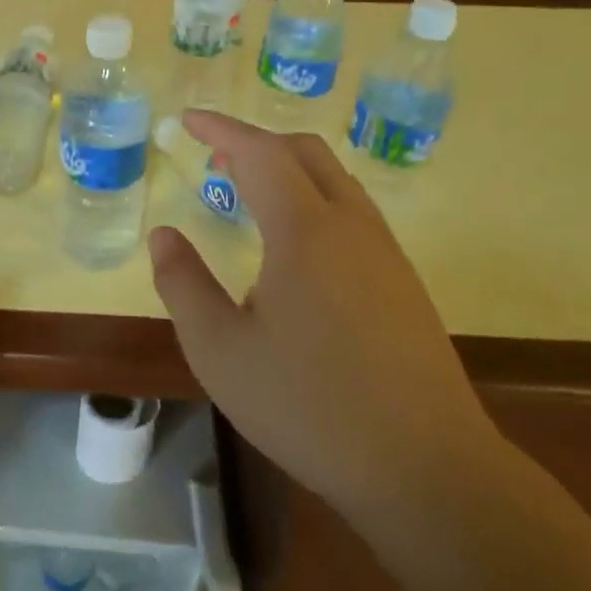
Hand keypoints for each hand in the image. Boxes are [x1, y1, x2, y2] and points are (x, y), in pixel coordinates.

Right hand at [149, 112, 496, 511]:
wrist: (427, 470)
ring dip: (287, 169)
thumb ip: (183, 284)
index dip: (220, 129)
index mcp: (305, 230)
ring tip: (247, 193)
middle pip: (305, 152)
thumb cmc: (309, 406)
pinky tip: (293, 245)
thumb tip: (164, 235)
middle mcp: (351, 227)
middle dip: (255, 142)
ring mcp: (385, 254)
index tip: (187, 120)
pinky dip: (312, 198)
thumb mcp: (220, 350)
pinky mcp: (403, 284)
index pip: (259, 152)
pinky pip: (352, 212)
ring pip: (335, 180)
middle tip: (214, 157)